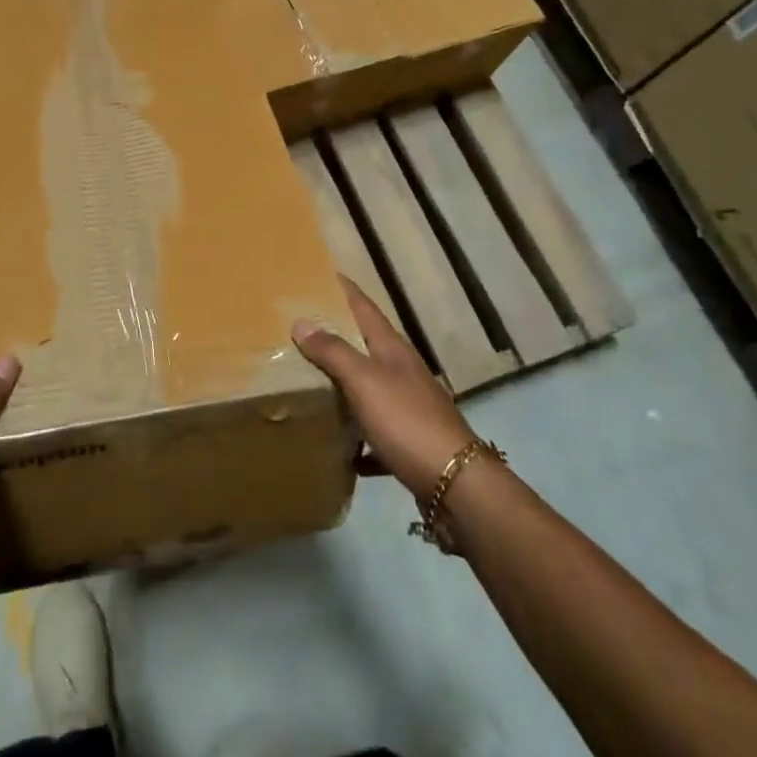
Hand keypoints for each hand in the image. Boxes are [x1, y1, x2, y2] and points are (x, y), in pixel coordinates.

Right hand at [294, 276, 479, 502]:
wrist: (455, 484)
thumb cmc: (406, 421)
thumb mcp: (364, 381)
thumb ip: (333, 352)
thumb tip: (301, 321)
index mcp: (392, 350)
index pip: (365, 308)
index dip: (345, 289)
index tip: (323, 273)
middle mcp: (403, 373)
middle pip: (367, 345)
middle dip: (339, 335)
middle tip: (303, 327)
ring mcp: (410, 408)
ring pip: (371, 389)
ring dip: (346, 385)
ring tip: (312, 383)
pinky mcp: (410, 444)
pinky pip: (377, 435)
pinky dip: (359, 439)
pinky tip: (343, 452)